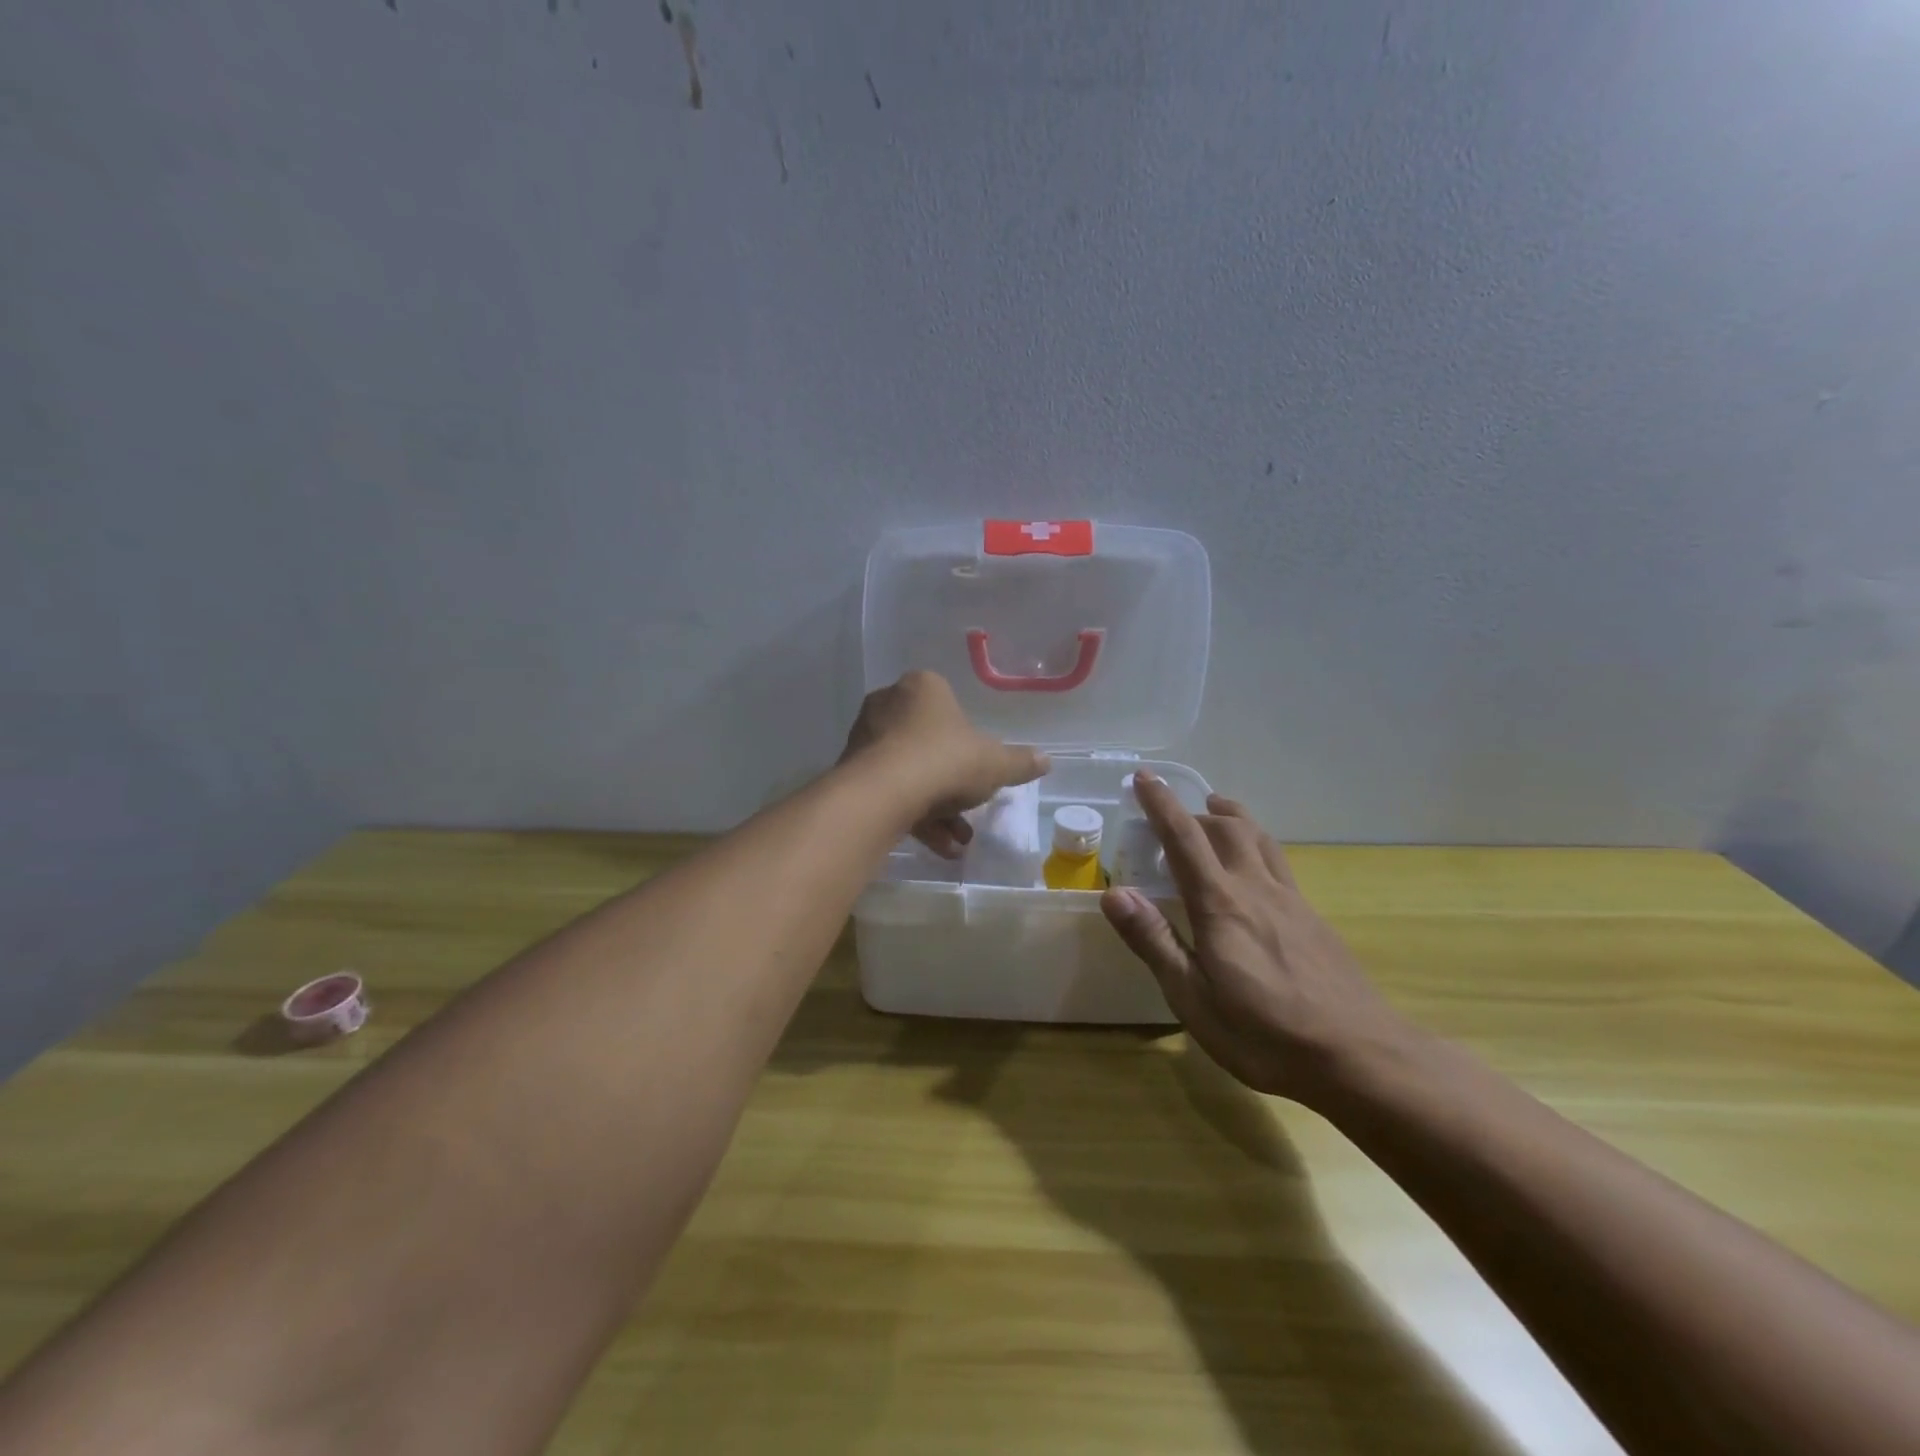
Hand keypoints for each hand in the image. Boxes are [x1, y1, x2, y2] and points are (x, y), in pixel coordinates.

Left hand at [840, 671, 1048, 857]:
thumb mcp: (995, 764)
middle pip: (929, 744)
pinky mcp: (851, 772)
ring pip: (910, 773)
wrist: (883, 793)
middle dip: (953, 785)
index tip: (980, 771)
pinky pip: (890, 791)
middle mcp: (888, 705)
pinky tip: (938, 847)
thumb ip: (1020, 762)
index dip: (969, 742)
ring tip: (958, 843)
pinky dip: (914, 816)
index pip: (950, 707)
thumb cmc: (945, 761)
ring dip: (937, 808)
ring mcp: (866, 738)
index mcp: (923, 688)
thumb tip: (1046, 760)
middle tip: (970, 813)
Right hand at [1100, 774, 1407, 1103]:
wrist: (1360, 1056)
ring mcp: (1291, 900)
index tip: (1144, 776)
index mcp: (1220, 904)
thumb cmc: (1265, 1034)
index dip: (1161, 803)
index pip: (1184, 837)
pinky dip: (1256, 844)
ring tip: (1216, 809)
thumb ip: (1154, 941)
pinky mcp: (1313, 918)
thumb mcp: (1193, 998)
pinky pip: (1279, 862)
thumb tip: (1113, 892)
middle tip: (1169, 816)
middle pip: (1226, 827)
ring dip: (1232, 816)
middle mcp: (1256, 888)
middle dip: (1193, 811)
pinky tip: (1255, 868)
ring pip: (1259, 837)